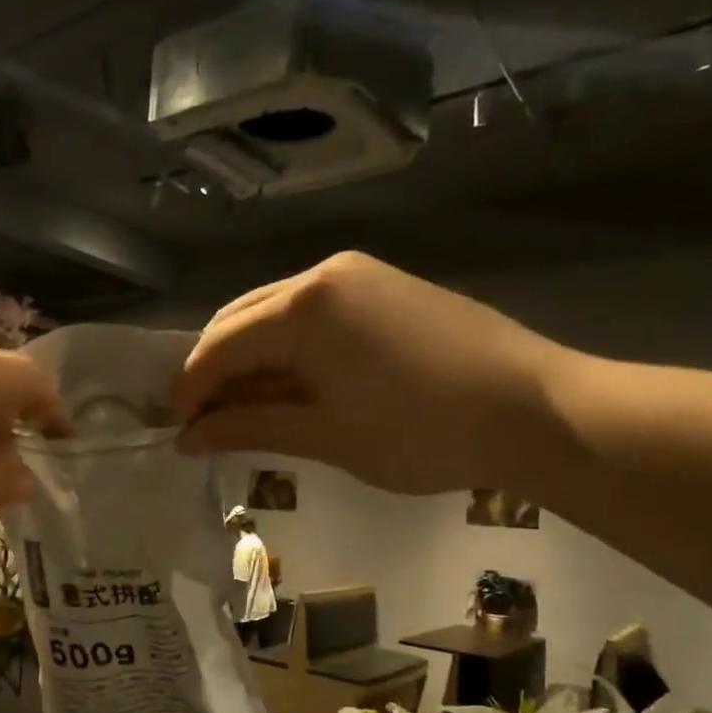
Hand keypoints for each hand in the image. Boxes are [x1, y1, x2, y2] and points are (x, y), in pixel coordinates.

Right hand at [174, 252, 568, 495]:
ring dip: (251, 361)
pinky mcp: (385, 287)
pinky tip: (291, 386)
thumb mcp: (324, 435)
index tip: (176, 431)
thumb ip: (249, 427)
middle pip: (242, 320)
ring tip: (244, 411)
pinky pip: (313, 315)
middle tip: (204, 424)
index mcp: (302, 307)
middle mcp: (323, 275)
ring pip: (276, 315)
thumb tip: (189, 437)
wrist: (535, 410)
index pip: (220, 345)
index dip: (190, 389)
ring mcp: (358, 275)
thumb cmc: (420, 431)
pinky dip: (288, 351)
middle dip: (215, 372)